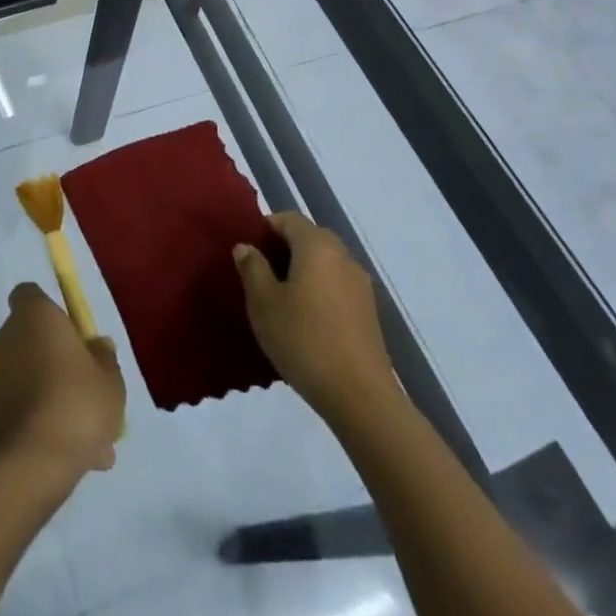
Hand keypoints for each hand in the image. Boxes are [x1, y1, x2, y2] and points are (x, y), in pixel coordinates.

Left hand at [0, 284, 125, 480]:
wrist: (28, 465)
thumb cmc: (75, 404)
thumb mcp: (110, 380)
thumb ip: (105, 358)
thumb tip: (97, 345)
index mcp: (33, 316)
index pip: (30, 295)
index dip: (50, 311)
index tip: (72, 336)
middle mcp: (5, 339)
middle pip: (32, 341)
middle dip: (57, 365)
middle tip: (87, 396)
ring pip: (29, 382)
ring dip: (52, 401)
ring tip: (90, 445)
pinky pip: (19, 413)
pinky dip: (39, 428)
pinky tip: (68, 460)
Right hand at [235, 212, 394, 418]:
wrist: (360, 397)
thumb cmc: (304, 340)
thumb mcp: (264, 303)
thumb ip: (252, 268)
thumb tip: (246, 246)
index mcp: (317, 245)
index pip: (288, 218)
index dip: (265, 228)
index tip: (248, 252)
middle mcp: (343, 256)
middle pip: (309, 238)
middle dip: (283, 250)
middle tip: (259, 275)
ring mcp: (360, 284)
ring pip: (324, 263)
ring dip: (301, 272)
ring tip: (280, 300)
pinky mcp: (369, 312)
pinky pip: (336, 286)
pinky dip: (318, 291)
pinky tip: (305, 321)